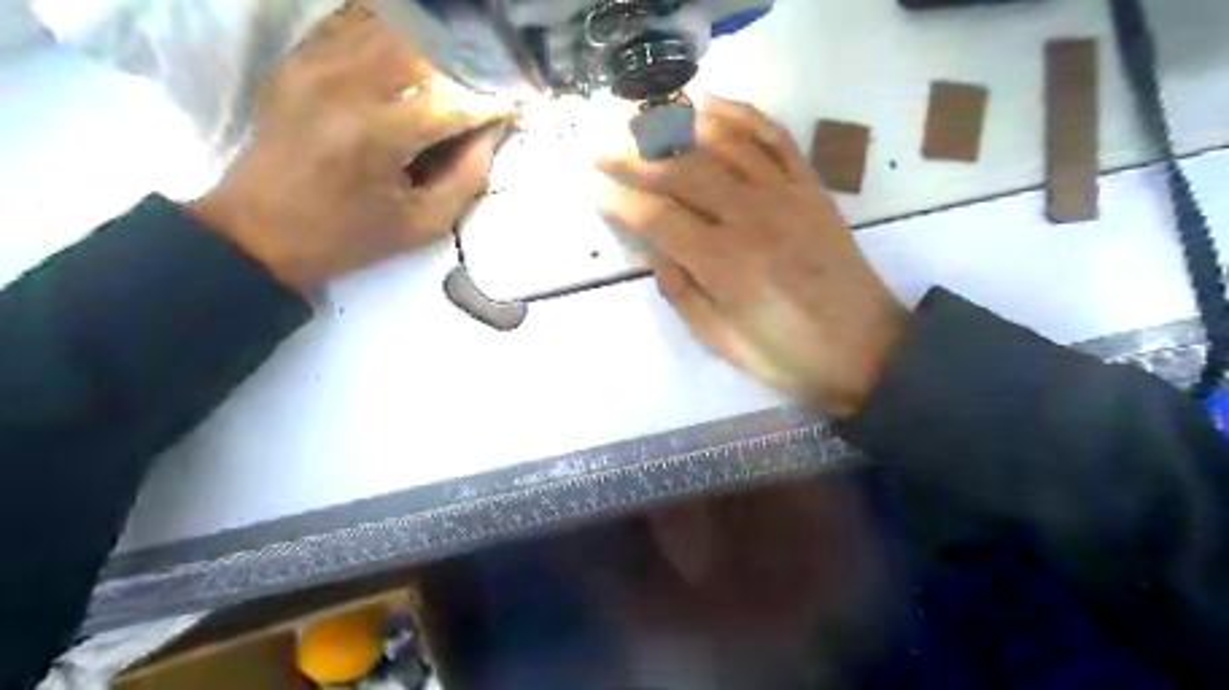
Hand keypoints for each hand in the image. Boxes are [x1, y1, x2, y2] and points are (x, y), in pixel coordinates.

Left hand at [192, 0, 514, 289]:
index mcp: (378, 135)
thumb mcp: (421, 225)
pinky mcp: (297, 59)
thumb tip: (491, 133)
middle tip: (493, 78)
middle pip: (424, 45)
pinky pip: (351, 22)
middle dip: (469, 60)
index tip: (518, 107)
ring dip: (434, 41)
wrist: (258, 231)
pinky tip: (415, 46)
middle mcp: (345, 85)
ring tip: (460, 62)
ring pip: (389, 24)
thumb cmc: (348, 238)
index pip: (453, 101)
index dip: (493, 103)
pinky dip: (390, 28)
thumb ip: (467, 178)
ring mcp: (315, 64)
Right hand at [595, 95, 899, 416]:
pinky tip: (710, 105)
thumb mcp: (721, 340)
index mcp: (724, 263)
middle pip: (682, 172)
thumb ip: (681, 291)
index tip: (598, 194)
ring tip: (643, 121)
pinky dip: (741, 115)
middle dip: (635, 157)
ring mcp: (785, 195)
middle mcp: (751, 217)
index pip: (659, 218)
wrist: (866, 348)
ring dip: (678, 127)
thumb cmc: (787, 355)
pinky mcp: (810, 187)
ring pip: (722, 145)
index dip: (623, 204)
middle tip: (603, 150)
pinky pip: (773, 138)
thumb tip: (656, 250)